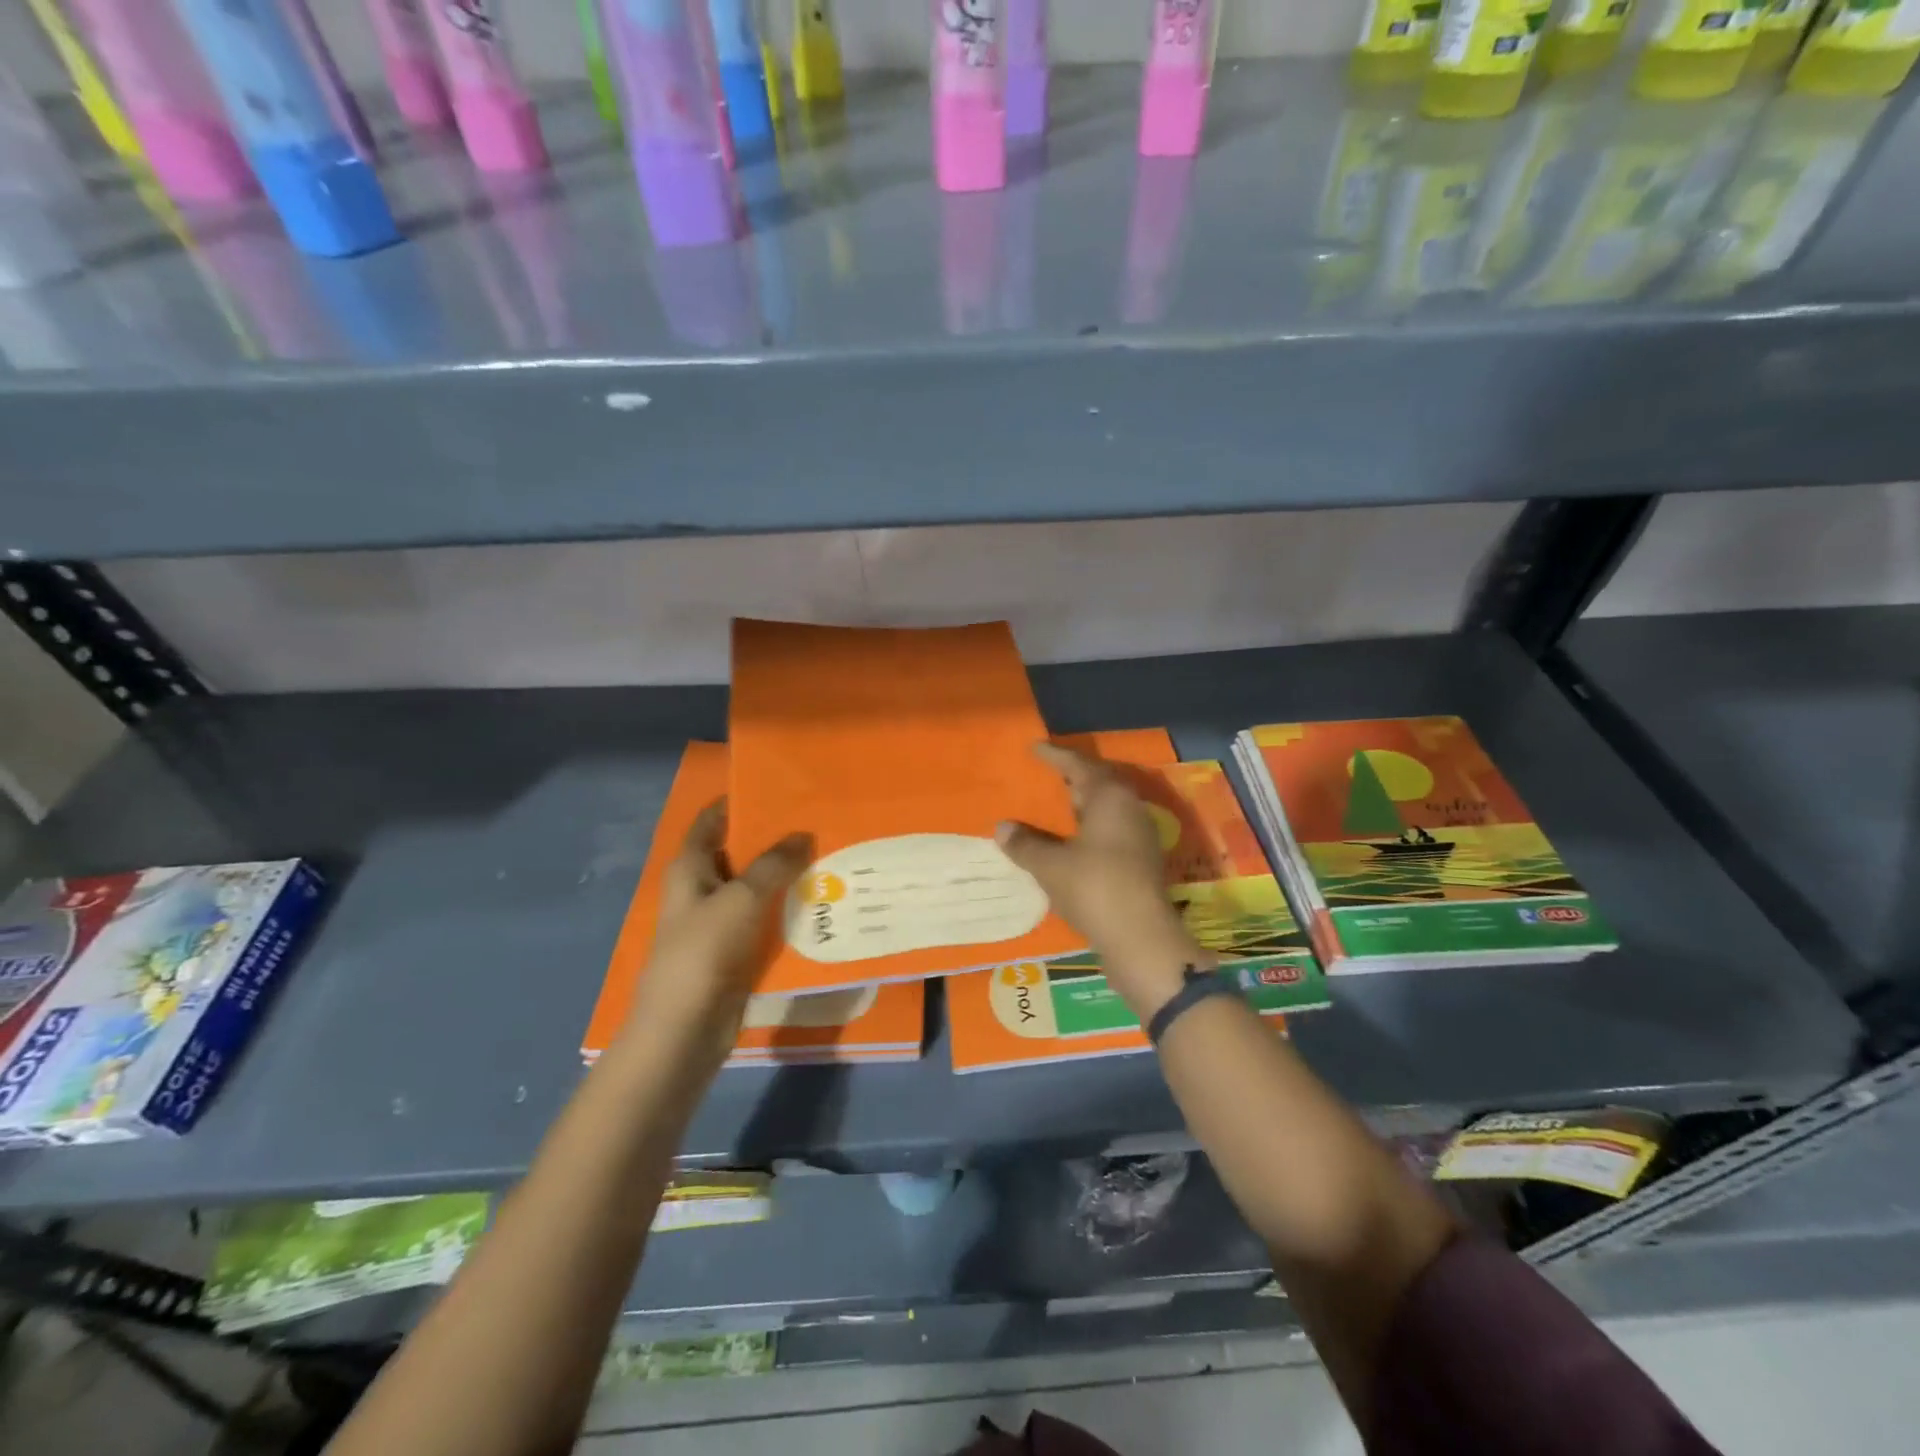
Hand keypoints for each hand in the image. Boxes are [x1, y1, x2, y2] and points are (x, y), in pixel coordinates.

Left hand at [629, 799, 809, 1068]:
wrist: (685, 1028)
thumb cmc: (704, 951)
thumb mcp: (742, 898)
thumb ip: (774, 863)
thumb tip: (803, 835)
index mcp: (689, 868)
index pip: (712, 820)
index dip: (739, 802)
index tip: (780, 789)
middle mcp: (701, 889)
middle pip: (738, 853)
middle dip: (773, 839)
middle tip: (817, 823)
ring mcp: (717, 921)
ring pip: (755, 888)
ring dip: (784, 877)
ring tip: (828, 857)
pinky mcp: (733, 950)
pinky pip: (763, 920)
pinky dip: (785, 910)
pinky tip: (820, 903)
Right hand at [996, 744, 1212, 1020]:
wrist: (1141, 938)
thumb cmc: (1094, 888)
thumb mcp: (1050, 865)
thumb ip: (1025, 844)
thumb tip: (1002, 827)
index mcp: (1110, 797)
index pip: (1078, 765)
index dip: (1055, 756)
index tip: (1034, 748)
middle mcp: (1129, 809)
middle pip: (1098, 784)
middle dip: (1071, 779)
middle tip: (1045, 776)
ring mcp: (1139, 836)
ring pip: (1106, 810)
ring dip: (1081, 806)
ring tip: (1054, 808)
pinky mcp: (1141, 862)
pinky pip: (1110, 832)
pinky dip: (1088, 830)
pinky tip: (1070, 843)